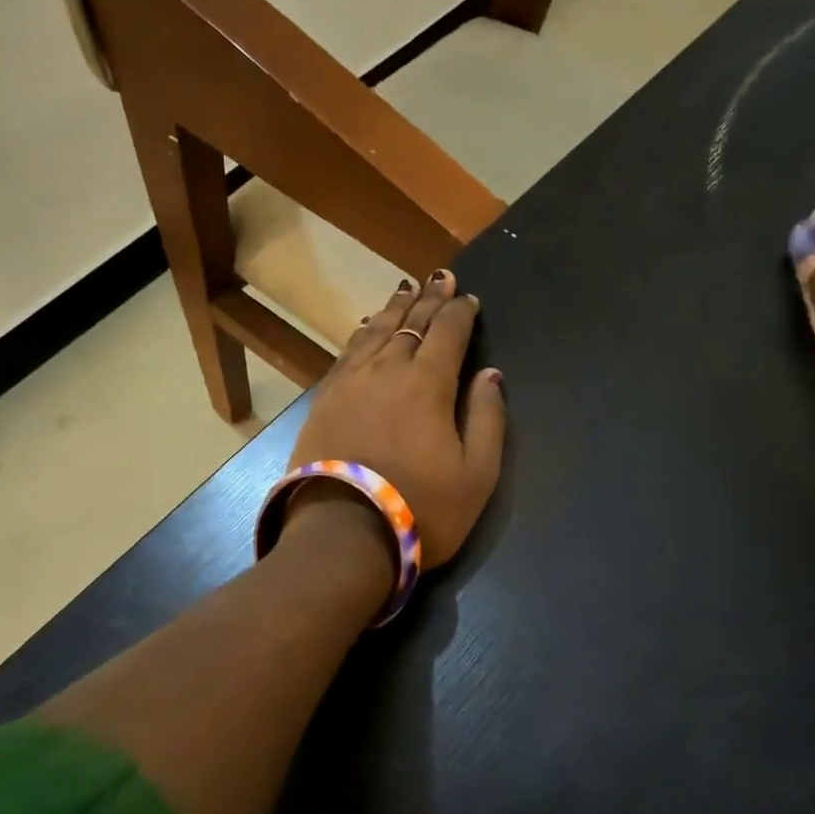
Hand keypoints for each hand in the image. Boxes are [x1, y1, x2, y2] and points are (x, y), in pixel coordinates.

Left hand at [286, 271, 506, 567]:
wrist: (343, 536)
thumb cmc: (422, 509)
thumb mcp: (477, 473)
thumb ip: (488, 418)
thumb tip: (490, 374)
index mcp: (428, 384)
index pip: (448, 333)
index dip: (461, 312)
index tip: (469, 298)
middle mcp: (387, 370)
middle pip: (411, 324)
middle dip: (429, 299)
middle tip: (440, 278)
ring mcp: (350, 383)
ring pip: (375, 332)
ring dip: (394, 308)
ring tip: (406, 289)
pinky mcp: (324, 400)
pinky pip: (347, 353)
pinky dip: (362, 334)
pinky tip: (366, 327)